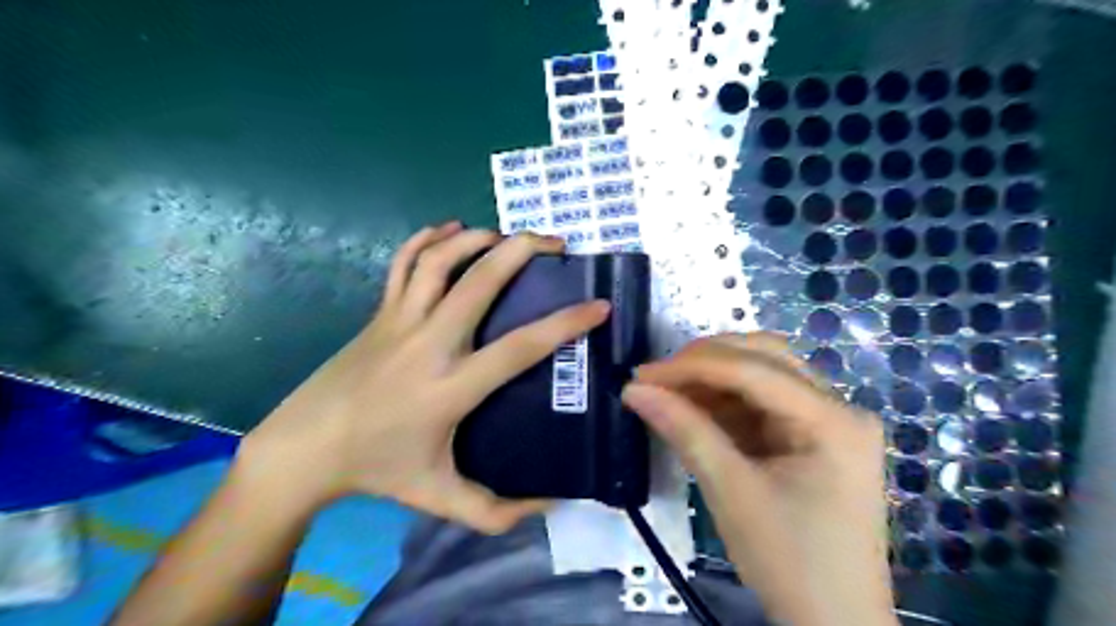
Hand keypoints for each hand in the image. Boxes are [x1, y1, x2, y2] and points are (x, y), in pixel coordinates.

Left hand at [236, 226, 613, 532]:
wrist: (305, 448)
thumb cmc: (377, 469)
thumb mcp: (440, 498)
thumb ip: (498, 512)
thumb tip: (553, 505)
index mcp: (450, 388)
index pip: (519, 347)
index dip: (565, 324)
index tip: (598, 306)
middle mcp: (429, 343)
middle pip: (480, 281)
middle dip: (522, 251)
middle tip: (556, 243)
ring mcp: (400, 321)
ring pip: (440, 261)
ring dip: (479, 239)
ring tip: (509, 236)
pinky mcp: (380, 313)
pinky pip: (403, 263)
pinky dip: (428, 239)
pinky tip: (450, 228)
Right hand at [624, 336, 894, 624]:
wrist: (834, 624)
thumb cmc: (789, 562)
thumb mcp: (731, 493)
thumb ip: (684, 431)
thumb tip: (634, 389)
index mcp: (833, 420)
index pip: (753, 370)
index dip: (691, 366)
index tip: (641, 374)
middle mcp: (839, 407)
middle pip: (764, 358)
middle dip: (704, 363)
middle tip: (656, 379)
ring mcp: (830, 421)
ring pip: (763, 374)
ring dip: (713, 379)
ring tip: (669, 394)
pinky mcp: (814, 437)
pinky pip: (764, 403)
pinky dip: (726, 402)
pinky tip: (695, 411)